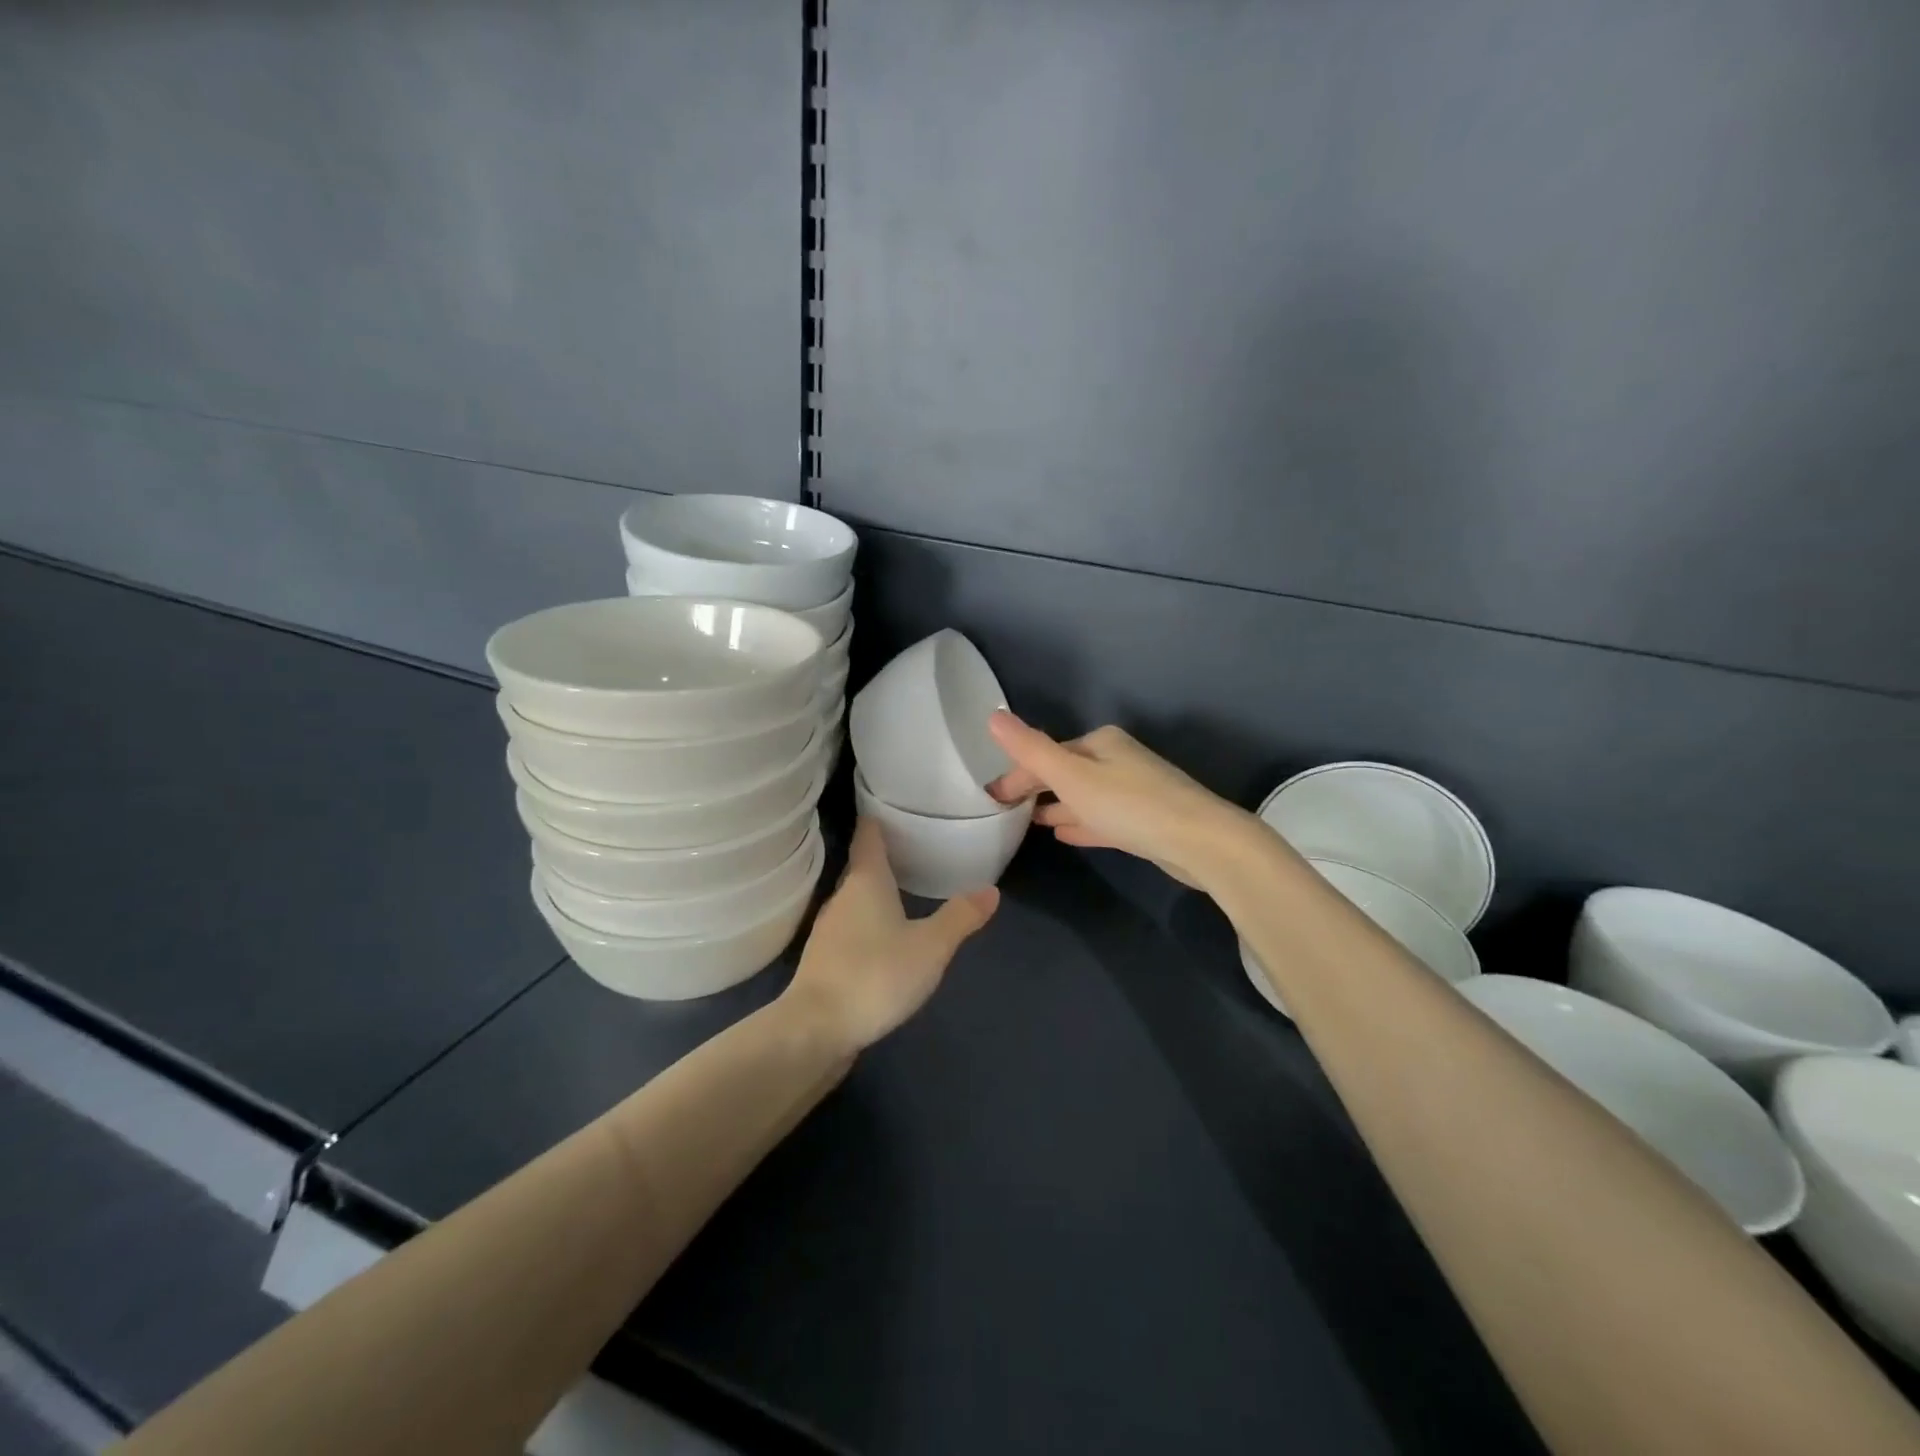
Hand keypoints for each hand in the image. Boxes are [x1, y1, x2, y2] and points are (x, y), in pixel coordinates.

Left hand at [785, 815, 999, 1052]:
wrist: (816, 1029)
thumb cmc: (875, 974)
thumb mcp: (930, 946)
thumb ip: (960, 917)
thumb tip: (991, 890)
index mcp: (866, 881)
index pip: (868, 835)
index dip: (878, 817)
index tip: (892, 804)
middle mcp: (842, 897)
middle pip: (862, 866)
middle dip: (884, 856)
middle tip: (914, 846)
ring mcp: (829, 929)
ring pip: (856, 898)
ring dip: (876, 892)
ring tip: (904, 888)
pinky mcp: (824, 960)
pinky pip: (851, 927)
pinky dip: (868, 921)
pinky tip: (885, 936)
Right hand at [985, 712, 1257, 889]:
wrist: (1200, 841)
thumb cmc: (1129, 804)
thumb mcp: (1072, 775)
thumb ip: (1031, 749)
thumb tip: (993, 716)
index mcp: (1100, 743)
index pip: (1046, 754)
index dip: (1016, 775)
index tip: (991, 799)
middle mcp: (1118, 760)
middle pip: (1066, 773)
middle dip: (1036, 789)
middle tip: (1004, 811)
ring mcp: (1134, 790)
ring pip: (1084, 796)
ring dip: (1057, 805)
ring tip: (1030, 822)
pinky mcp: (1145, 821)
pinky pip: (1101, 817)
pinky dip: (1080, 822)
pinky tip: (1064, 834)